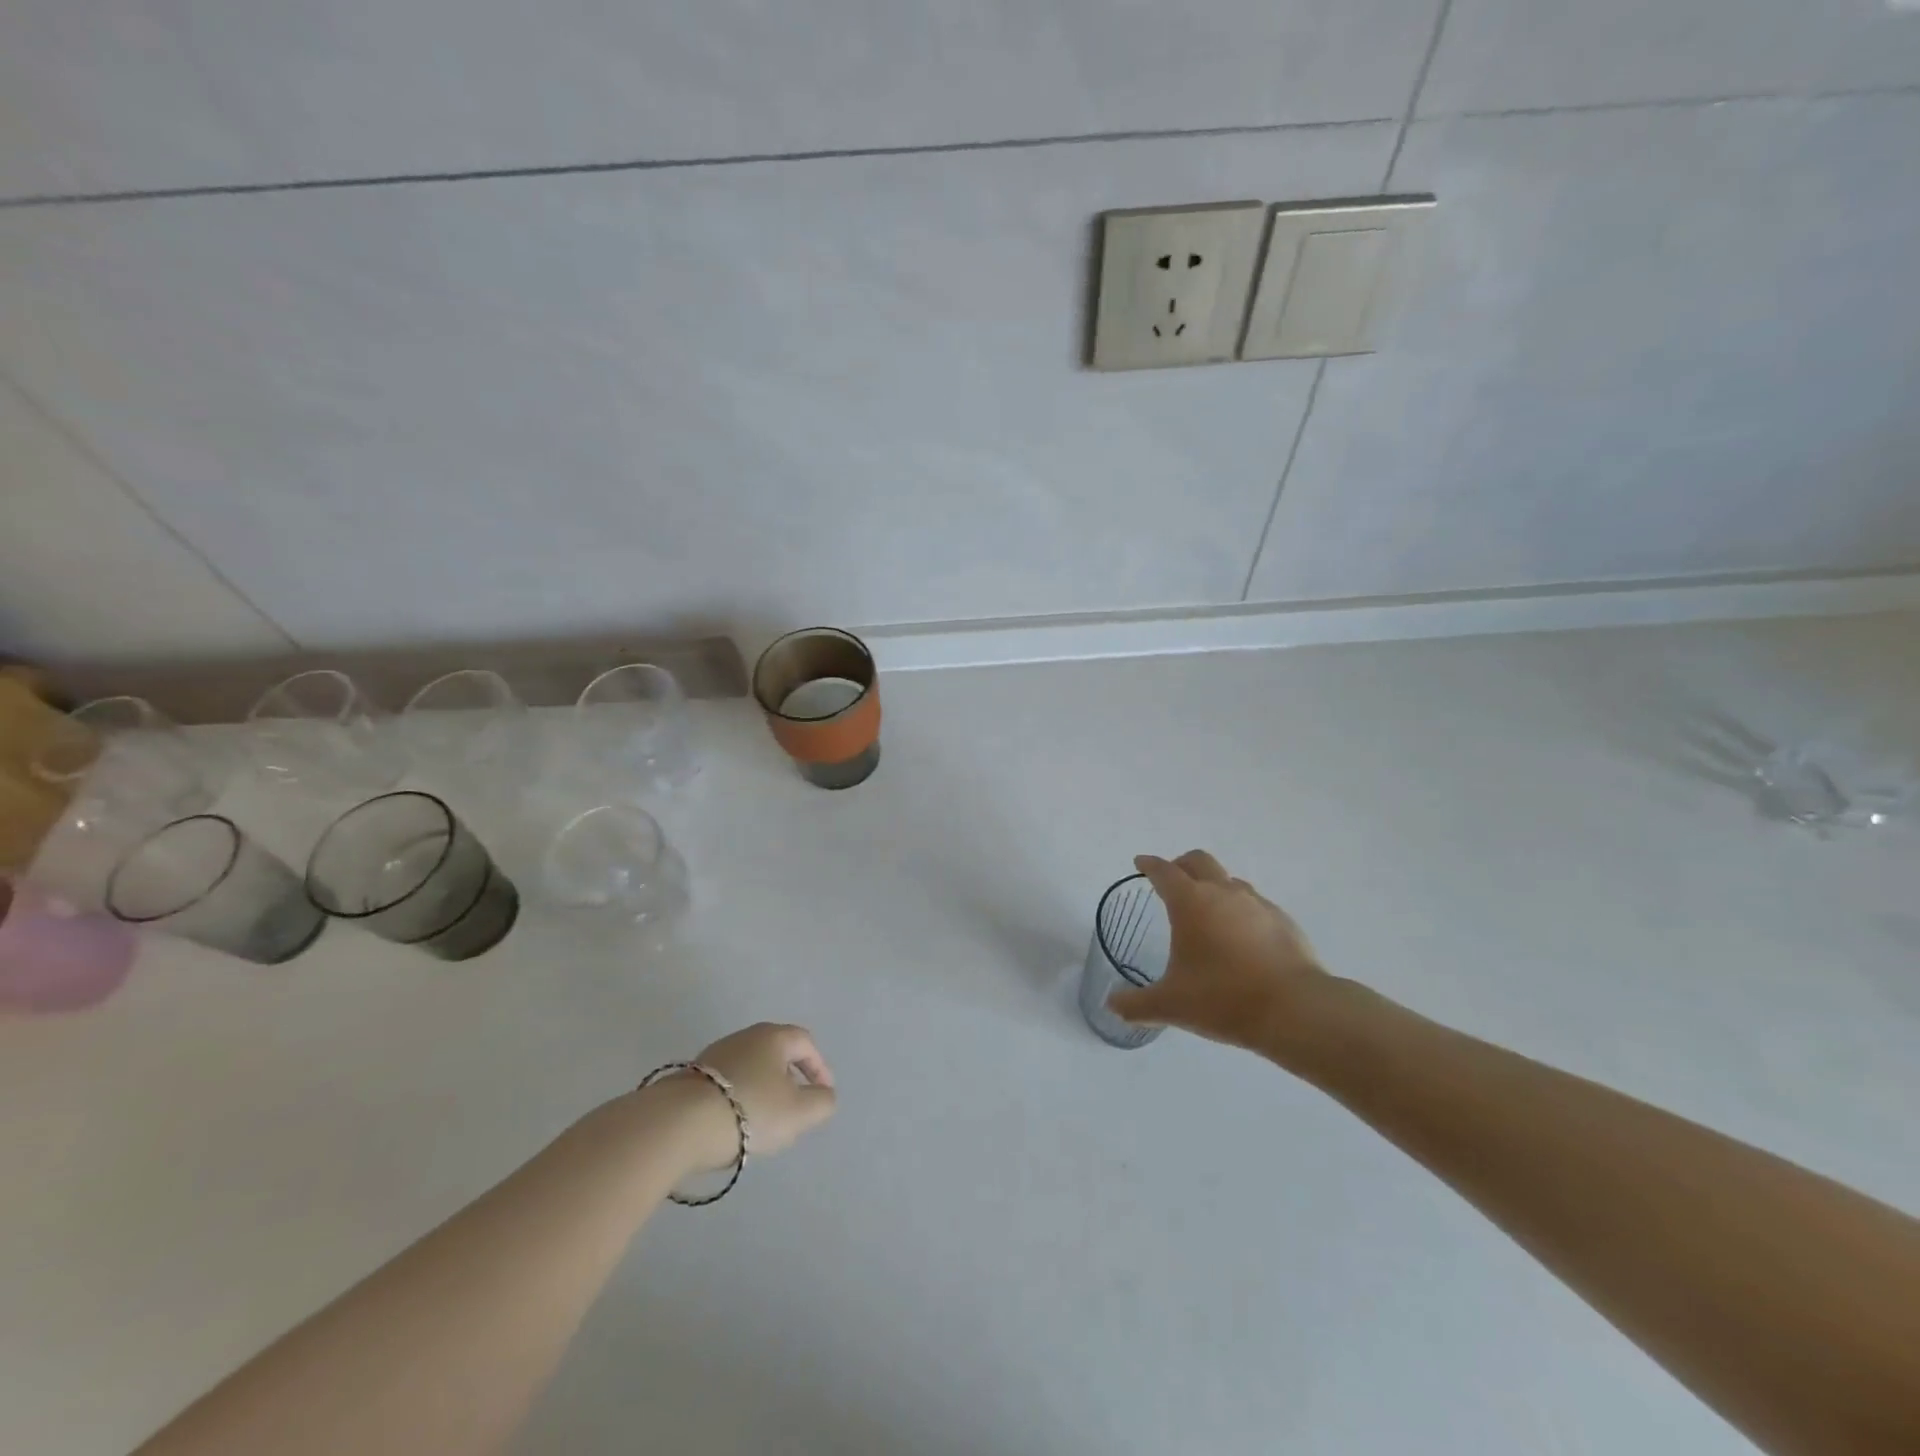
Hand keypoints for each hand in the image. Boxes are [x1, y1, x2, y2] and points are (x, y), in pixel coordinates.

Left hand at [647, 1023, 837, 1170]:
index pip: (805, 1042)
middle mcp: (744, 1037)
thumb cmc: (750, 1110)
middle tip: (796, 1106)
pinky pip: (727, 1083)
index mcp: (773, 1037)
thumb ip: (822, 1102)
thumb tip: (823, 1095)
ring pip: (750, 1068)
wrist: (679, 1124)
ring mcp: (714, 1055)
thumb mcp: (799, 1112)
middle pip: (776, 1053)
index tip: (823, 1094)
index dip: (819, 1067)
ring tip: (765, 1121)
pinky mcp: (691, 1077)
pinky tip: (734, 1124)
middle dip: (790, 1078)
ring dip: (763, 1090)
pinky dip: (739, 1098)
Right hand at [1108, 851, 1329, 1050]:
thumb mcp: (1171, 1006)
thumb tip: (1112, 1005)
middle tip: (1171, 880)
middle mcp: (1223, 892)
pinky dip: (1241, 911)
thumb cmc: (1223, 999)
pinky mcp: (1283, 921)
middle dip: (1181, 864)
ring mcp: (1257, 904)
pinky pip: (1255, 905)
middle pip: (1199, 861)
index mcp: (1190, 902)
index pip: (1164, 871)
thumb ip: (1136, 1005)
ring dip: (1214, 886)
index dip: (1149, 865)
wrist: (1295, 1010)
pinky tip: (1241, 938)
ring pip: (1230, 881)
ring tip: (1207, 912)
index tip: (1140, 863)